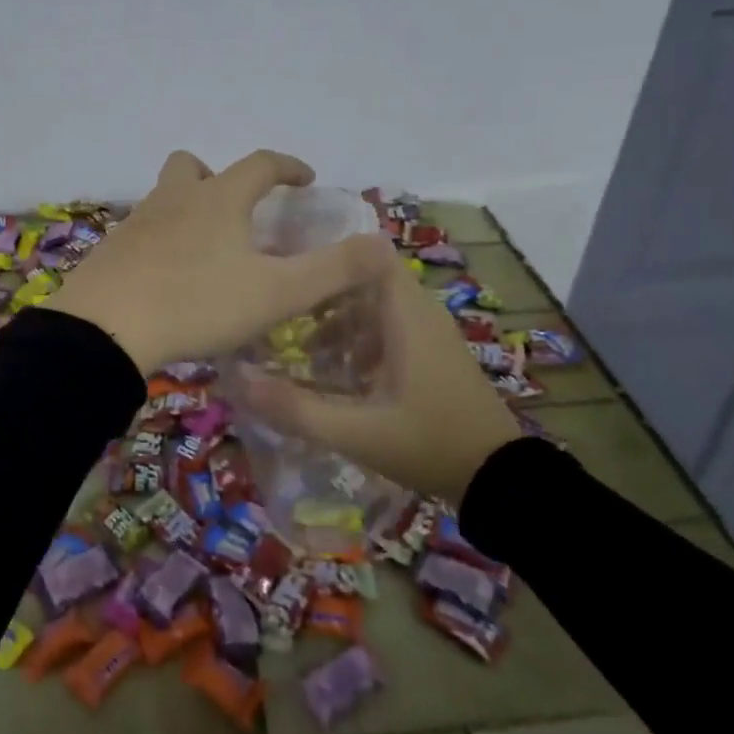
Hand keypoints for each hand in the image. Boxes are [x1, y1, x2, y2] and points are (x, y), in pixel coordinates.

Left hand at [46, 149, 394, 374]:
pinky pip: (142, 233)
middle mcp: (175, 200)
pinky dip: (162, 242)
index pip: (260, 164)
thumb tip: (382, 245)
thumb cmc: (197, 304)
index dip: (288, 167)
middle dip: (220, 177)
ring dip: (188, 209)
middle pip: (192, 166)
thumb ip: (333, 270)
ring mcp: (137, 224)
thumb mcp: (276, 293)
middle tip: (239, 209)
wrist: (105, 331)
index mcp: (219, 200)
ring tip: (207, 248)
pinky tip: (170, 277)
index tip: (306, 179)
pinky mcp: (111, 252)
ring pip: (164, 198)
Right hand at [236, 250, 522, 502]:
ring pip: (374, 305)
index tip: (286, 270)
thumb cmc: (429, 444)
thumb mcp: (356, 432)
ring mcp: (429, 332)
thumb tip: (235, 379)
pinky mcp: (432, 352)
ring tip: (302, 350)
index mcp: (406, 314)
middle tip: (280, 314)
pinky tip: (337, 374)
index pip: (366, 254)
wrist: (498, 480)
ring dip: (338, 320)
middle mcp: (420, 311)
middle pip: (363, 279)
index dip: (327, 255)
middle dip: (322, 293)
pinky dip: (358, 339)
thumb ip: (295, 408)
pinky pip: (387, 327)